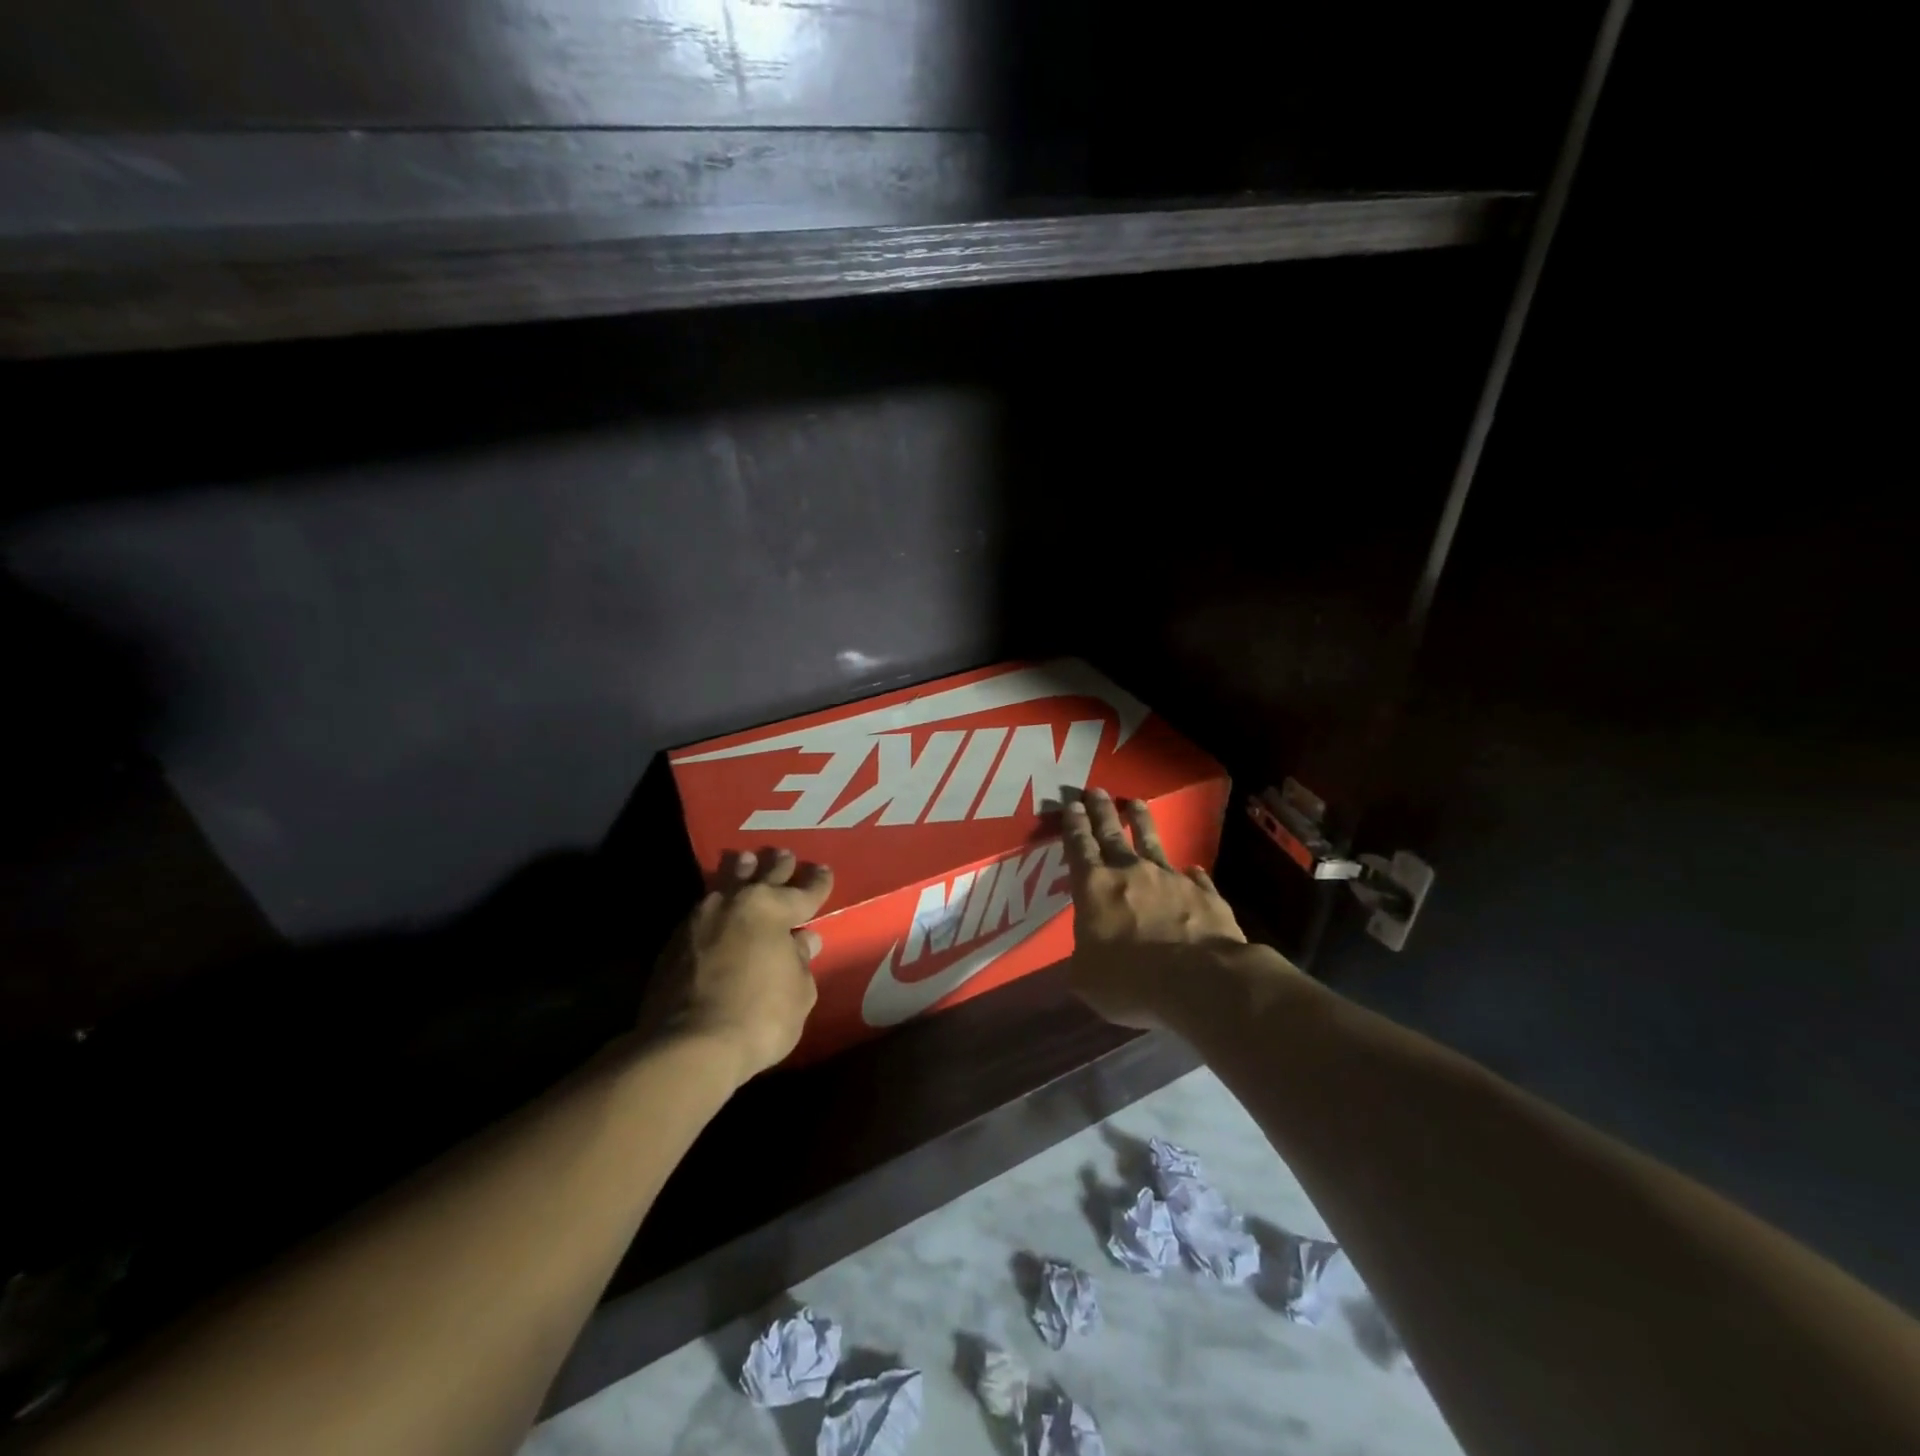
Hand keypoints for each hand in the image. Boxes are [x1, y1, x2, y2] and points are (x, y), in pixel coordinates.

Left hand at [639, 848, 833, 1083]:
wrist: (688, 1046)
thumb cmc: (760, 1017)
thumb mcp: (799, 992)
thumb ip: (800, 961)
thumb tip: (801, 941)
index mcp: (773, 909)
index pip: (804, 891)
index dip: (817, 882)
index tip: (824, 871)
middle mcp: (736, 903)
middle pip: (763, 876)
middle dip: (778, 865)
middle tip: (785, 854)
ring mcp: (700, 918)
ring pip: (726, 883)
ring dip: (740, 872)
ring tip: (746, 860)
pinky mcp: (674, 941)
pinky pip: (703, 910)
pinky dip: (716, 904)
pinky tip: (717, 907)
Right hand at [1059, 788, 1246, 1029]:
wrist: (1200, 980)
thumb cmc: (1131, 981)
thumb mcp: (1086, 979)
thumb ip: (1083, 958)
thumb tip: (1087, 954)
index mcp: (1094, 888)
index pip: (1079, 847)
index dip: (1073, 825)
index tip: (1071, 803)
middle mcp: (1130, 872)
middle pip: (1111, 834)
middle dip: (1101, 811)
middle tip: (1096, 790)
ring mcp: (1170, 879)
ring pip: (1152, 842)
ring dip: (1142, 822)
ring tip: (1137, 802)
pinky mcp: (1204, 893)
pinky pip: (1194, 877)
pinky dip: (1190, 872)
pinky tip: (1192, 868)